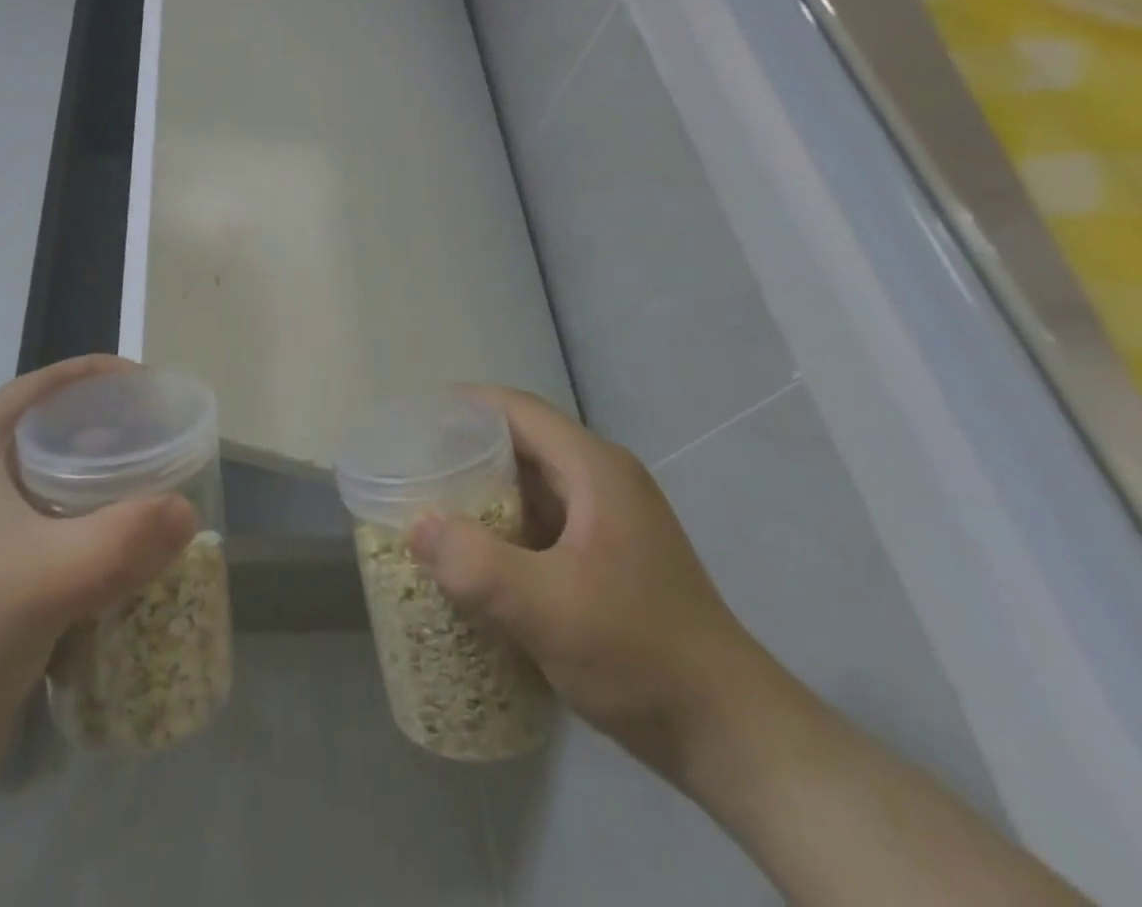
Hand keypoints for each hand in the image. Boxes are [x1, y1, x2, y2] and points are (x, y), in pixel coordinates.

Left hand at [0, 357, 200, 906]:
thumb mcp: (45, 577)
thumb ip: (123, 539)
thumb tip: (188, 512)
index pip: (37, 389)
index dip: (91, 373)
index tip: (147, 381)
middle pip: (52, 436)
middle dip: (108, 432)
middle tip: (163, 439)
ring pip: (57, 492)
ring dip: (106, 490)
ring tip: (159, 491)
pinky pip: (57, 541)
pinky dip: (96, 540)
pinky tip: (132, 556)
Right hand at [406, 385, 758, 748]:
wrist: (729, 736)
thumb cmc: (640, 653)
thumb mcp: (548, 607)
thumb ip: (476, 564)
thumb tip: (417, 526)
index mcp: (594, 469)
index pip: (518, 410)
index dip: (464, 406)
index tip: (415, 421)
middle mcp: (602, 482)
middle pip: (522, 444)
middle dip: (465, 453)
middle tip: (412, 470)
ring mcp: (609, 523)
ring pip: (531, 487)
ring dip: (483, 495)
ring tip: (430, 509)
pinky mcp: (608, 560)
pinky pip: (543, 526)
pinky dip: (504, 531)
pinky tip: (474, 559)